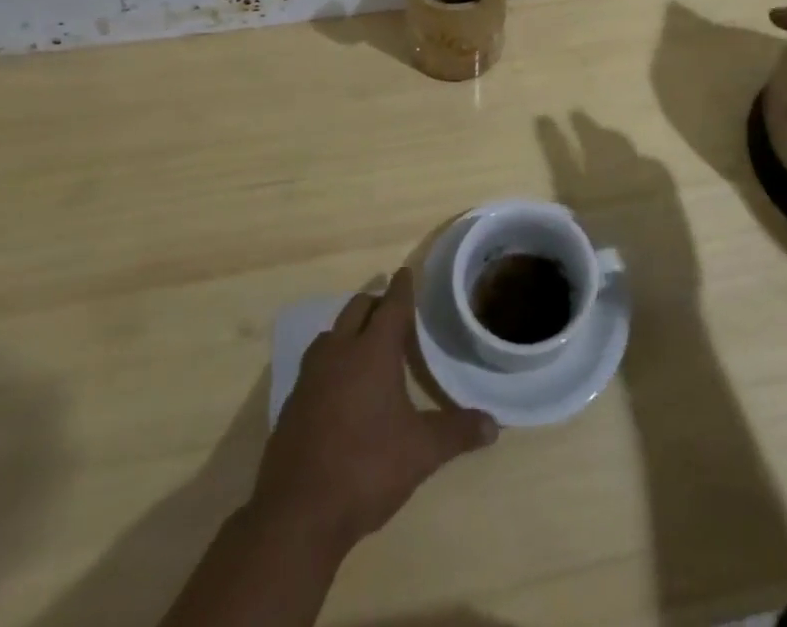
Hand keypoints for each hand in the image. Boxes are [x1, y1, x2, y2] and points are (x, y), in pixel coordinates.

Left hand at [251, 268, 497, 557]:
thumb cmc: (366, 468)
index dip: (402, 287)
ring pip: (331, 333)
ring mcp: (310, 377)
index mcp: (372, 351)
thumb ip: (457, 432)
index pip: (391, 305)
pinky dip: (331, 360)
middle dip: (375, 303)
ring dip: (349, 328)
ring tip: (366, 341)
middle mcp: (339, 352)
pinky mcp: (292, 403)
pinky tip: (339, 384)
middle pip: (357, 309)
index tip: (407, 272)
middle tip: (392, 309)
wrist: (297, 514)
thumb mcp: (421, 452)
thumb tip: (494, 425)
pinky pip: (315, 364)